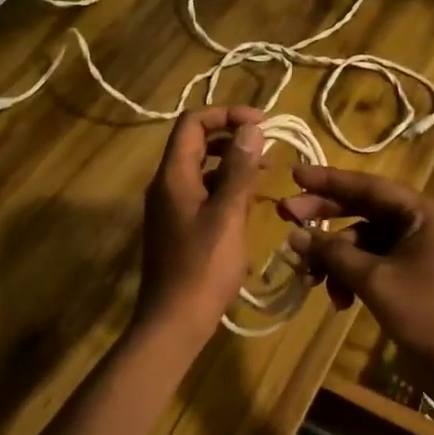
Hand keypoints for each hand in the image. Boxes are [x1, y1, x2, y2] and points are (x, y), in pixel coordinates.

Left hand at [135, 106, 265, 340]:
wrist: (174, 321)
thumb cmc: (203, 267)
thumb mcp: (227, 214)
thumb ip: (239, 169)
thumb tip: (251, 127)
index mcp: (173, 176)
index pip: (192, 123)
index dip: (225, 113)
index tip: (261, 122)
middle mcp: (167, 185)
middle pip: (195, 143)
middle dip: (231, 137)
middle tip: (267, 145)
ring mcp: (171, 207)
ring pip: (201, 170)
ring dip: (232, 164)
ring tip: (267, 173)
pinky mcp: (179, 227)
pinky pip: (203, 194)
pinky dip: (226, 189)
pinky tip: (252, 203)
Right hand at [278, 166, 433, 411]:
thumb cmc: (427, 314)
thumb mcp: (375, 280)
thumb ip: (333, 253)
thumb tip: (294, 235)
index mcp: (423, 214)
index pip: (369, 187)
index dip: (329, 181)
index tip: (294, 174)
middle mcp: (422, 225)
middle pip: (365, 211)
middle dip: (325, 218)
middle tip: (285, 216)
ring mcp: (417, 253)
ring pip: (364, 242)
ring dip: (335, 258)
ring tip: (310, 278)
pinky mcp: (411, 278)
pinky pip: (373, 265)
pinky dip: (351, 277)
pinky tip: (337, 300)